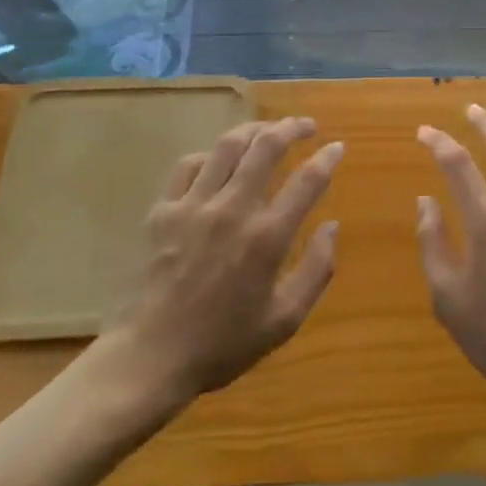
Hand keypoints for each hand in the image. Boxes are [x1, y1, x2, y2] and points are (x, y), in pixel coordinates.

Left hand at [114, 117, 341, 402]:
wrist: (148, 359)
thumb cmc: (221, 345)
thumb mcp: (283, 321)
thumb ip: (316, 270)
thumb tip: (332, 226)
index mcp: (267, 238)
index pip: (307, 181)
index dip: (327, 158)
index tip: (337, 147)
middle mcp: (233, 210)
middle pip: (267, 146)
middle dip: (292, 128)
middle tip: (306, 126)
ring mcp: (194, 205)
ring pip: (228, 145)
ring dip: (254, 129)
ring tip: (268, 129)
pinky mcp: (162, 210)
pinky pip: (189, 165)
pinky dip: (210, 155)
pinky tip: (219, 160)